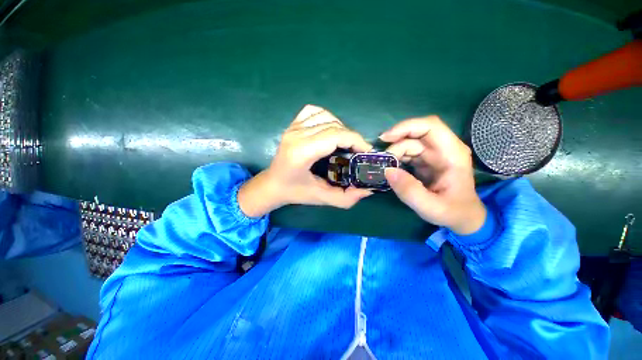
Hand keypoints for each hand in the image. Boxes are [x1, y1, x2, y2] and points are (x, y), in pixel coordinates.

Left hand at [238, 105, 373, 216]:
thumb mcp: (322, 199)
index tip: (366, 152)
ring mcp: (293, 127)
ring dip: (341, 128)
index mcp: (302, 152)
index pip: (336, 135)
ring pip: (326, 116)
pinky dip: (327, 118)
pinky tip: (329, 130)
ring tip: (344, 142)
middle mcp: (296, 135)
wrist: (272, 184)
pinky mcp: (292, 125)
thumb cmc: (295, 192)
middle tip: (357, 151)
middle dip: (352, 137)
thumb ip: (346, 198)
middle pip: (334, 125)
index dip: (356, 141)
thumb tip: (368, 189)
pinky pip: (314, 111)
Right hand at [381, 116, 485, 234]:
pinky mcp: (425, 162)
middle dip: (396, 143)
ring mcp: (434, 155)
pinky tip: (390, 169)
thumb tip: (387, 170)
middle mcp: (444, 149)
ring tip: (385, 167)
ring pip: (409, 143)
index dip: (407, 127)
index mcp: (452, 154)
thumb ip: (409, 191)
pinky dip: (396, 158)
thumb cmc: (452, 213)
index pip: (430, 127)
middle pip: (416, 134)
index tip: (386, 139)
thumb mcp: (431, 207)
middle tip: (382, 160)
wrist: (462, 219)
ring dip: (394, 153)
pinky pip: (407, 153)